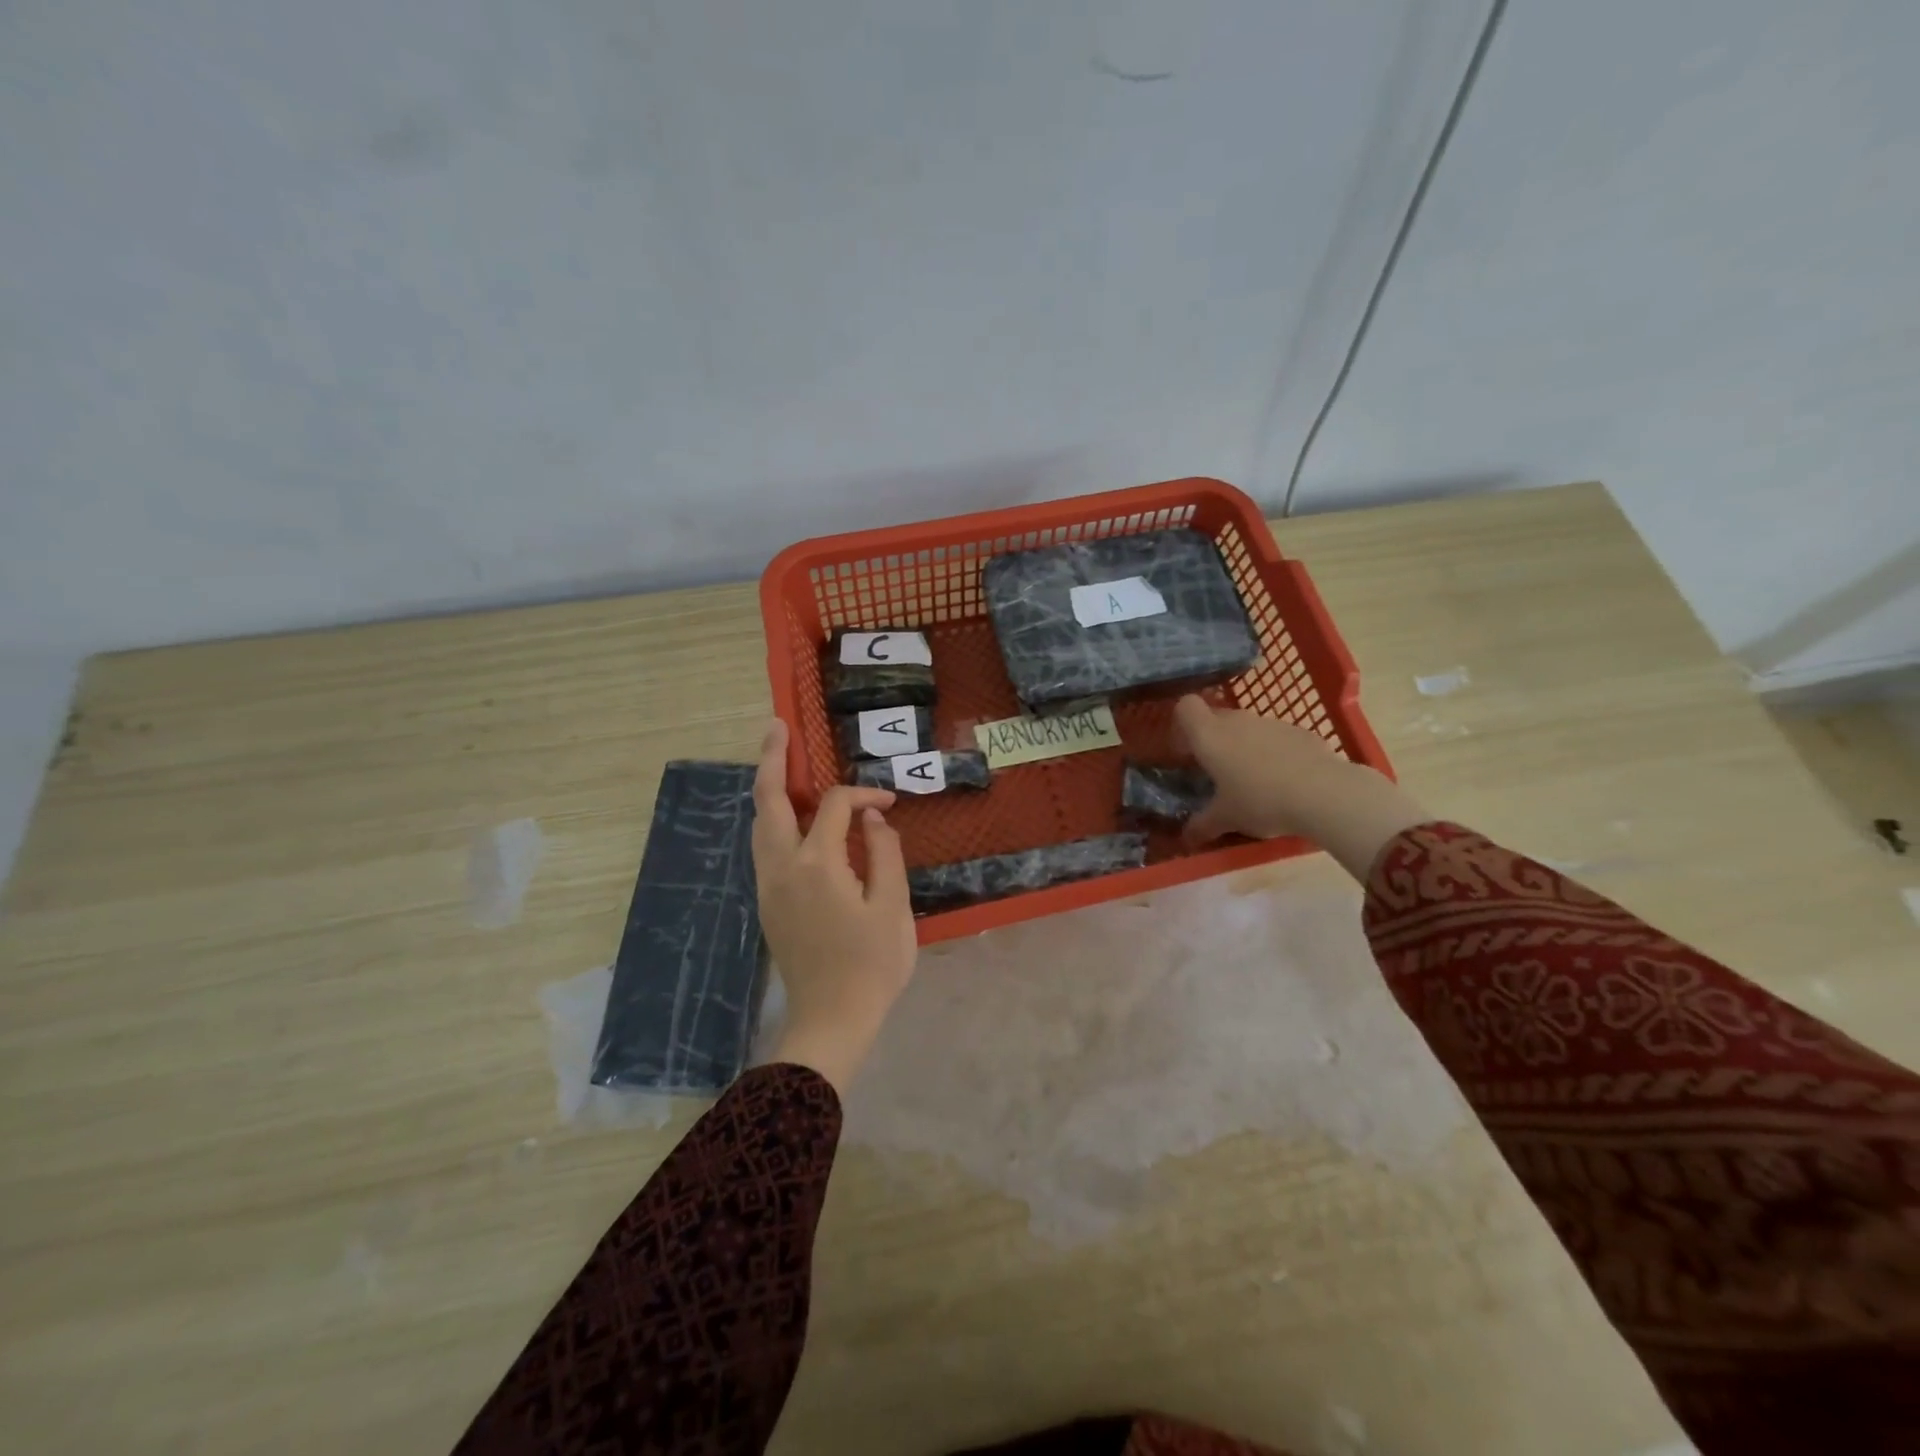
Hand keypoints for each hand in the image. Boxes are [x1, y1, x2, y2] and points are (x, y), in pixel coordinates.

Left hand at [752, 719, 917, 1095]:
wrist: (831, 1020)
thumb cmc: (871, 965)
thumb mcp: (892, 905)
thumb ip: (884, 852)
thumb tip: (870, 818)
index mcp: (816, 863)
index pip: (836, 806)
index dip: (864, 794)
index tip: (889, 804)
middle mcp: (781, 866)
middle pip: (768, 800)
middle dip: (771, 759)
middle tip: (776, 724)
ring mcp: (768, 885)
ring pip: (759, 823)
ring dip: (768, 789)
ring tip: (778, 760)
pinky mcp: (768, 902)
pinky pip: (764, 846)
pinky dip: (773, 818)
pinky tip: (790, 816)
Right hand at [1174, 695, 1430, 882]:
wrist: (1324, 793)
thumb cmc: (1260, 801)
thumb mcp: (1226, 819)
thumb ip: (1201, 825)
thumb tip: (1185, 837)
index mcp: (1210, 736)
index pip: (1185, 707)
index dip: (1182, 725)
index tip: (1186, 751)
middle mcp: (1237, 721)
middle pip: (1216, 717)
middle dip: (1212, 739)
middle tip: (1216, 771)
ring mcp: (1270, 722)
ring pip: (1247, 727)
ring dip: (1243, 745)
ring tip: (1253, 780)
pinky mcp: (1300, 731)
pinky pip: (1275, 737)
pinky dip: (1273, 752)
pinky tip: (1285, 779)